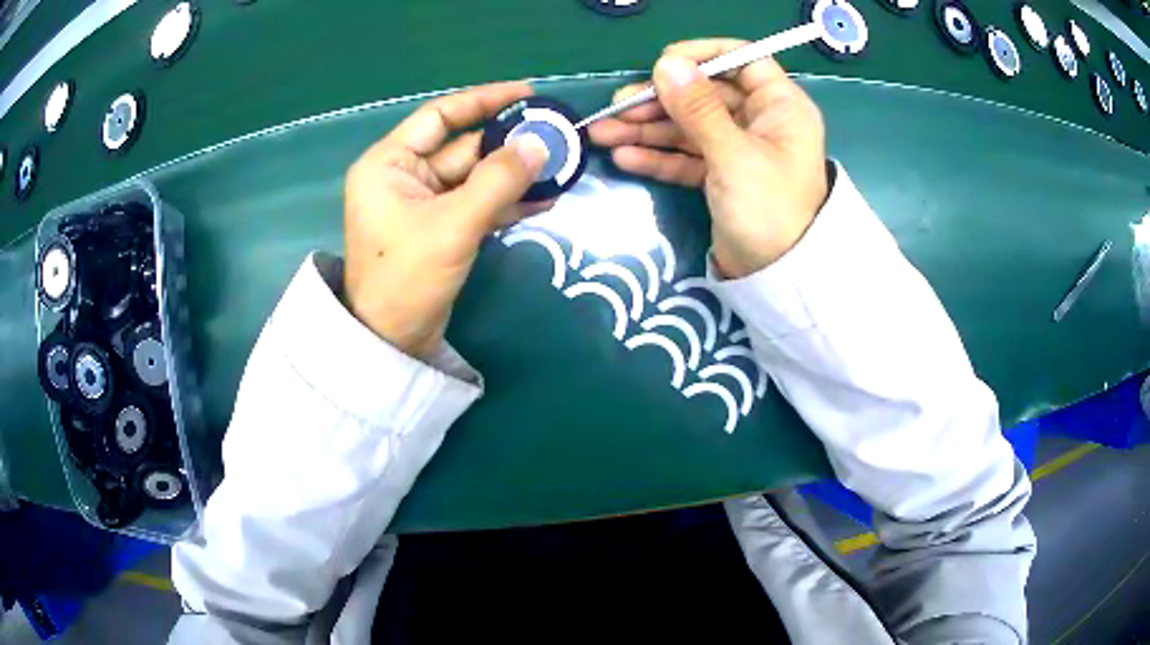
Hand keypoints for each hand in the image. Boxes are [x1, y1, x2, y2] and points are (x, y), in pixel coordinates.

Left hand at [343, 83, 549, 358]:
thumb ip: (498, 180)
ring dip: (514, 174)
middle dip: (509, 144)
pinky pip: (477, 204)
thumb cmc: (406, 278)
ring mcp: (423, 204)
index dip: (484, 101)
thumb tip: (540, 143)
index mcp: (390, 163)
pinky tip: (544, 198)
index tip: (527, 94)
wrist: (392, 342)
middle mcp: (404, 176)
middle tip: (556, 137)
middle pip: (464, 147)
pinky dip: (506, 202)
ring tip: (560, 168)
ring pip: (475, 177)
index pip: (441, 116)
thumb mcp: (453, 224)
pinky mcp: (440, 229)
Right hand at [588, 40, 828, 277]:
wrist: (777, 279)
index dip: (701, 56)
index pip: (742, 60)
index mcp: (780, 106)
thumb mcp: (733, 155)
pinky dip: (658, 156)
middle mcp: (760, 121)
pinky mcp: (721, 175)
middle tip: (616, 108)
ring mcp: (738, 148)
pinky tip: (625, 157)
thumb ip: (698, 108)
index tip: (661, 64)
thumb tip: (666, 64)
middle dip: (660, 101)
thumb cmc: (769, 211)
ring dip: (648, 129)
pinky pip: (687, 156)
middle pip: (705, 94)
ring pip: (689, 126)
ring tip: (603, 133)